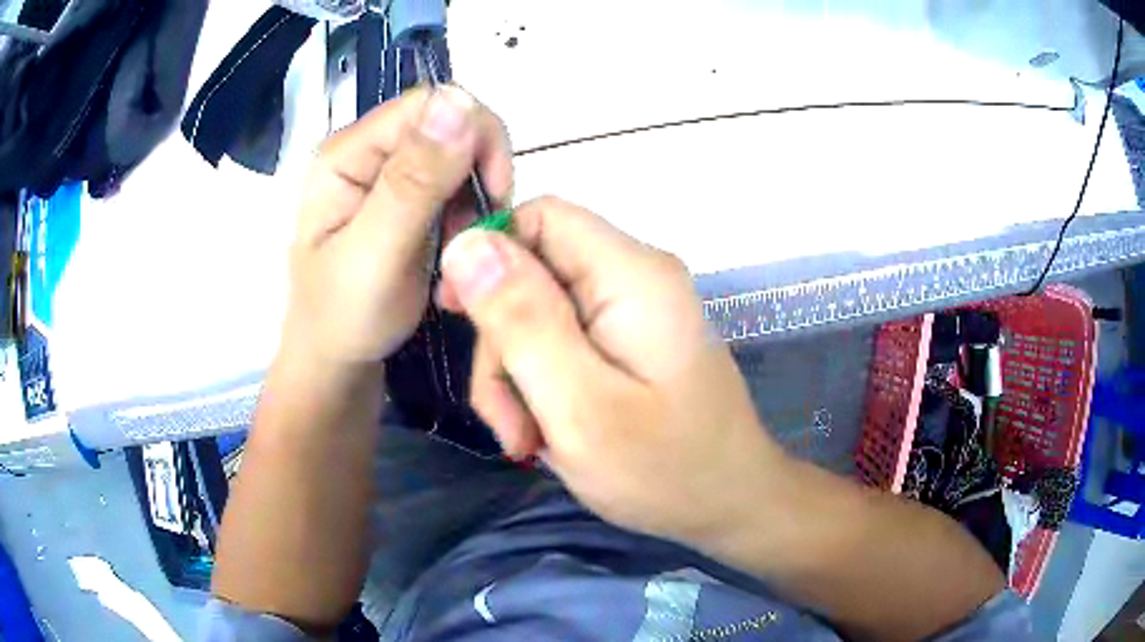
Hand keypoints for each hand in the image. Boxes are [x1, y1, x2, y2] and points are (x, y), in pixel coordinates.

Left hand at [284, 86, 511, 368]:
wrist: (337, 360)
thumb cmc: (344, 316)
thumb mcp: (375, 253)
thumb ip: (414, 181)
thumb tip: (461, 100)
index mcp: (348, 153)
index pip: (428, 105)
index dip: (473, 134)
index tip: (493, 193)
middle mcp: (368, 151)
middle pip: (449, 123)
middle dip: (478, 171)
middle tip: (474, 230)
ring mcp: (387, 173)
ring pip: (459, 153)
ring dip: (477, 196)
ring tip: (461, 246)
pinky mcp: (406, 196)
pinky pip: (457, 182)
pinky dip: (471, 210)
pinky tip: (458, 244)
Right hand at [437, 197, 785, 542]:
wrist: (729, 504)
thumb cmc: (664, 469)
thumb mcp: (579, 404)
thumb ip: (522, 320)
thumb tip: (467, 243)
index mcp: (631, 274)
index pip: (542, 217)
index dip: (488, 253)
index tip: (455, 313)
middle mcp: (636, 277)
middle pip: (534, 272)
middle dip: (504, 343)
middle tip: (509, 422)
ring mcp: (635, 311)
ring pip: (540, 313)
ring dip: (519, 375)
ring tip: (529, 441)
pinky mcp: (631, 341)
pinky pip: (564, 342)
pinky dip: (543, 385)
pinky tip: (549, 433)